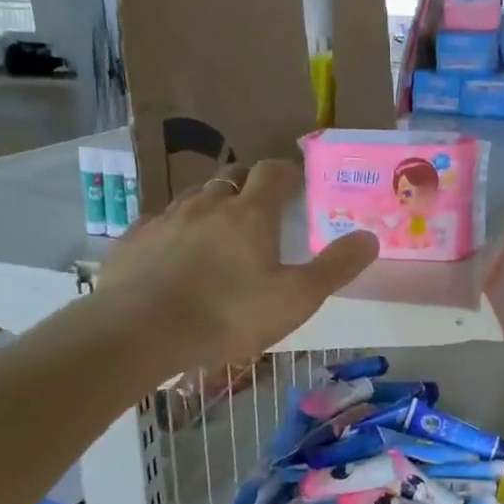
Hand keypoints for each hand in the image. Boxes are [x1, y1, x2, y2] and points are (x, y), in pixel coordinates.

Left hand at [97, 160, 377, 369]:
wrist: (139, 332)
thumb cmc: (228, 314)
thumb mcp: (296, 298)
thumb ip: (335, 267)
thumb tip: (369, 237)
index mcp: (250, 213)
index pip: (273, 172)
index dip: (287, 172)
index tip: (297, 183)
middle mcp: (208, 205)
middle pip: (232, 178)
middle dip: (250, 185)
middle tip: (262, 208)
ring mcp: (166, 219)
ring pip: (195, 198)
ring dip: (213, 205)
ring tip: (221, 230)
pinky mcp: (134, 240)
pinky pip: (161, 223)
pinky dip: (177, 230)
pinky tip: (176, 254)